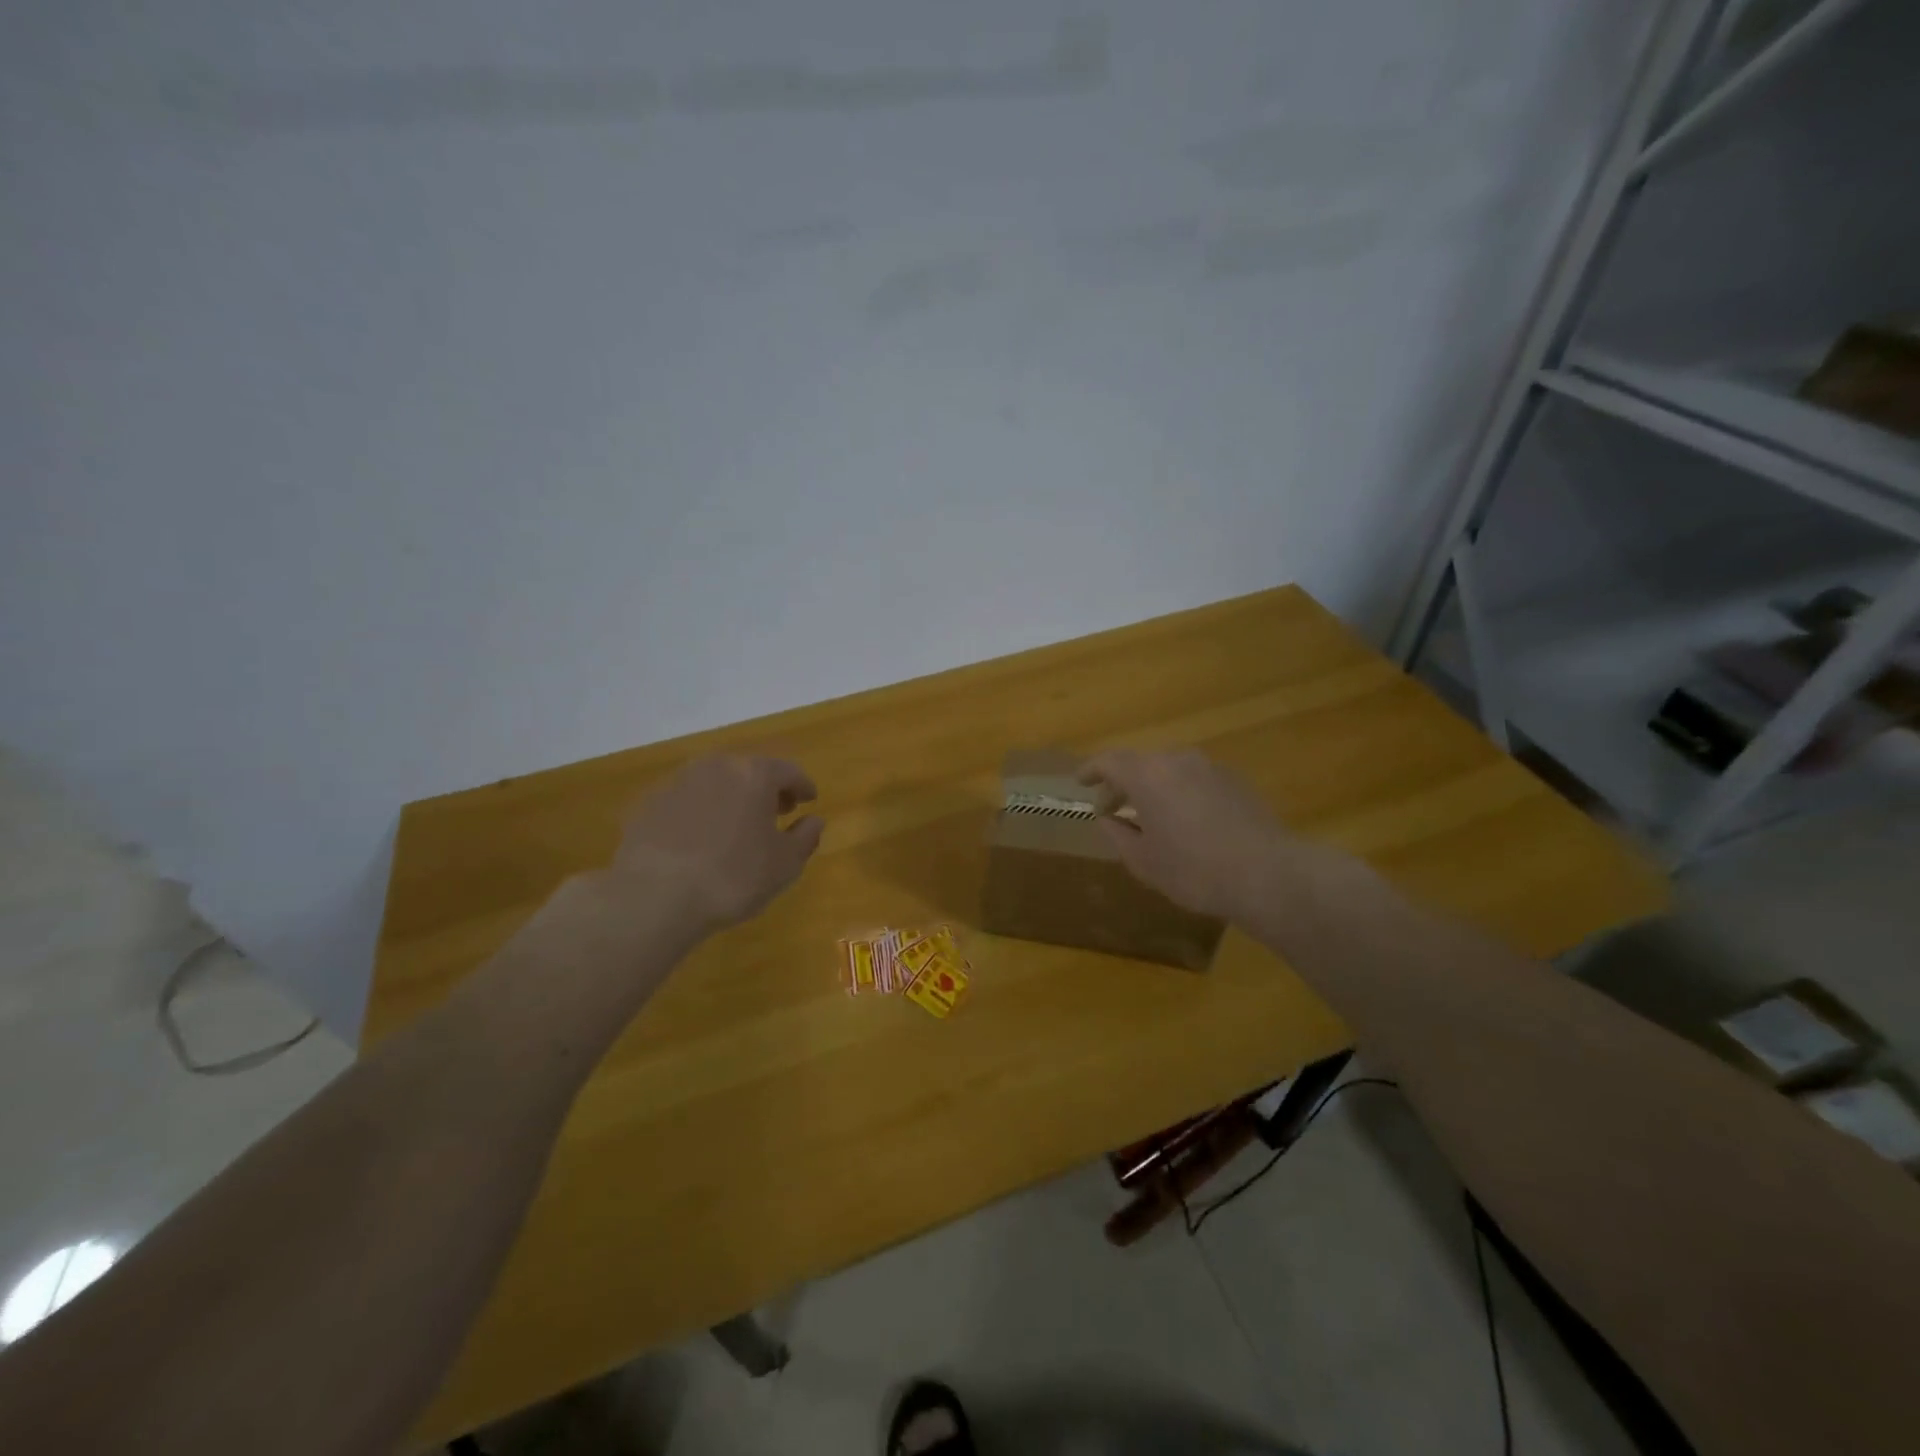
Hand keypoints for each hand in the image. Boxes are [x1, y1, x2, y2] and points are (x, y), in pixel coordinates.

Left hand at [611, 755, 823, 931]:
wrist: (654, 897)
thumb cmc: (733, 877)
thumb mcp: (785, 864)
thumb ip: (805, 837)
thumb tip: (814, 821)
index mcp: (754, 774)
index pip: (788, 771)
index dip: (802, 786)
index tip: (809, 800)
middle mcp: (716, 767)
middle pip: (749, 770)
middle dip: (766, 789)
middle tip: (776, 812)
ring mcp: (677, 782)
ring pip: (715, 782)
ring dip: (731, 798)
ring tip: (737, 827)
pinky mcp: (649, 803)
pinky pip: (686, 801)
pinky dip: (700, 812)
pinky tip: (700, 839)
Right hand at [1078, 748, 1294, 923]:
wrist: (1267, 875)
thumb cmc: (1193, 870)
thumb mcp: (1143, 860)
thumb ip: (1117, 834)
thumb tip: (1108, 818)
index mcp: (1147, 775)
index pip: (1109, 761)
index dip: (1091, 771)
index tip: (1080, 782)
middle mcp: (1177, 760)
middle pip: (1140, 763)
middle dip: (1122, 783)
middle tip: (1112, 808)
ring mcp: (1210, 768)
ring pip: (1170, 770)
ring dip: (1153, 787)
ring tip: (1149, 816)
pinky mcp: (1235, 781)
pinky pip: (1195, 779)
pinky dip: (1180, 792)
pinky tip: (1185, 821)